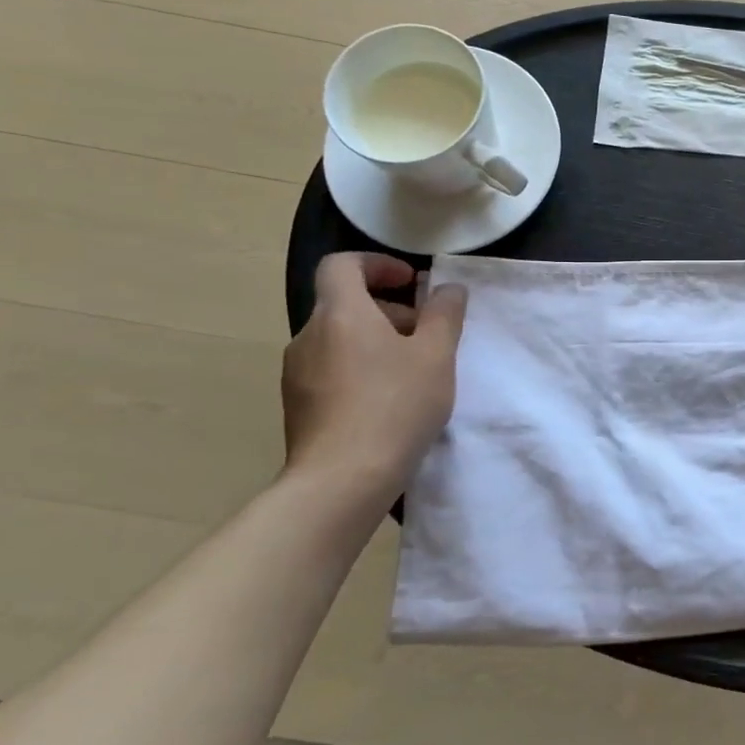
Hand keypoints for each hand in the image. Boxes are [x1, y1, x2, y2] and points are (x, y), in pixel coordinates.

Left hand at [281, 253, 467, 502]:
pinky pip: (331, 370)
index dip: (377, 264)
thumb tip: (448, 289)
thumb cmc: (396, 405)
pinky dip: (360, 369)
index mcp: (340, 314)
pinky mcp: (297, 406)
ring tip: (413, 372)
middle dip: (389, 310)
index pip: (342, 265)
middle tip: (427, 335)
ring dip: (375, 341)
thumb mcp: (437, 355)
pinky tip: (388, 402)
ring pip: (339, 339)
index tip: (411, 283)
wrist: (342, 480)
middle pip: (345, 304)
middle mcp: (308, 336)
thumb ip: (445, 315)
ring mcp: (297, 374)